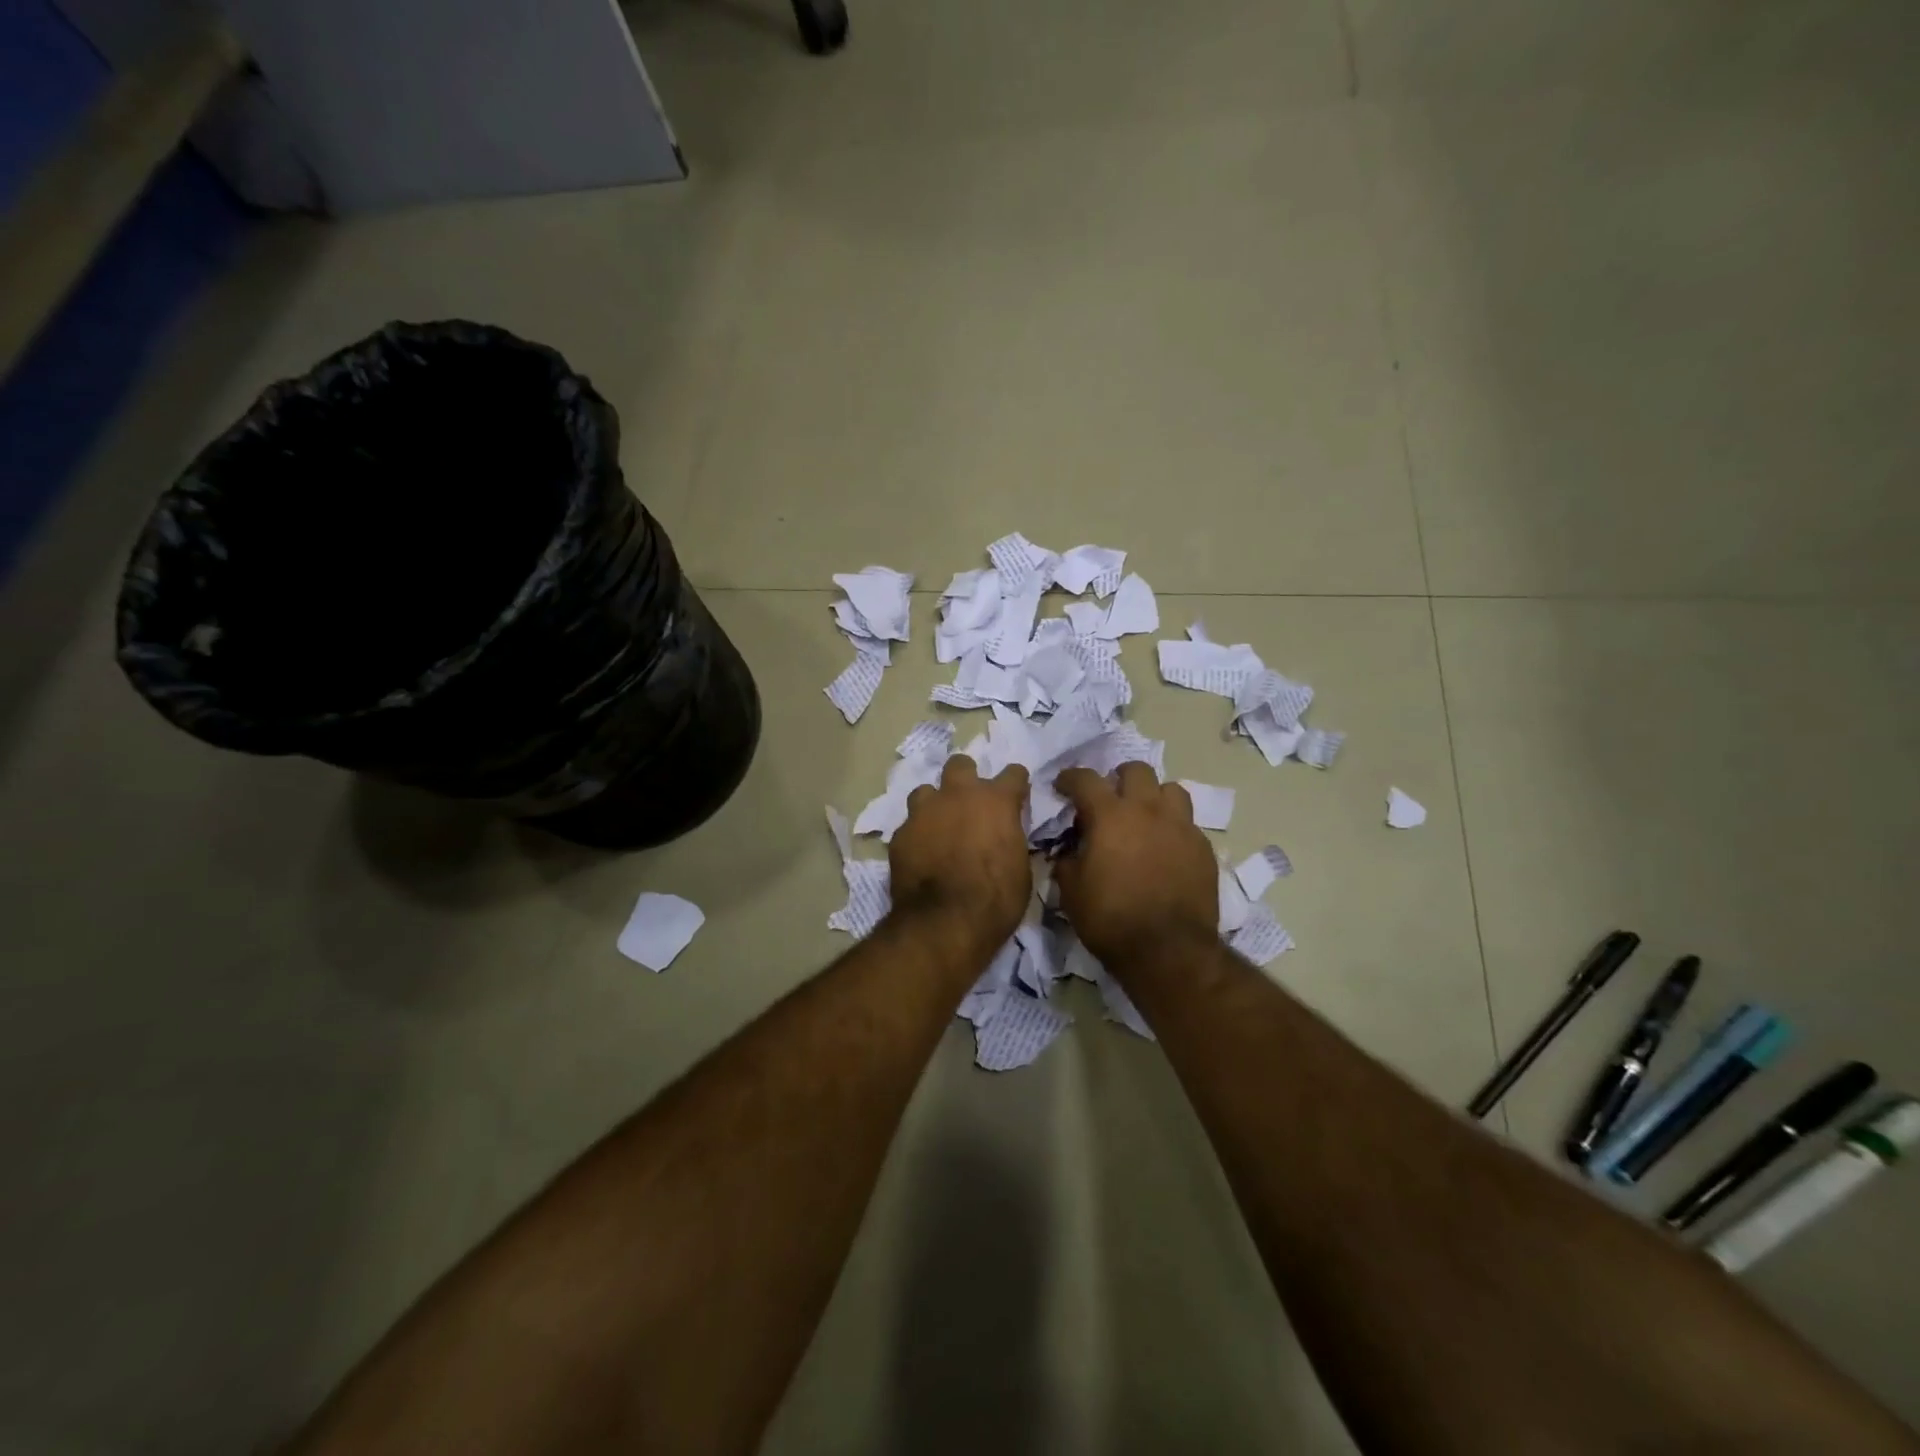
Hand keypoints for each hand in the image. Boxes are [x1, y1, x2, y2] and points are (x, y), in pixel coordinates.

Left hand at [887, 755, 1032, 963]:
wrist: (945, 923)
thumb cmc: (996, 899)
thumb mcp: (1020, 869)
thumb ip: (1011, 840)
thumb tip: (1005, 836)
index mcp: (996, 801)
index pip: (1013, 773)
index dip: (1016, 785)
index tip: (1016, 798)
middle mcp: (958, 795)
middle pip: (960, 765)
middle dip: (966, 779)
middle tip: (969, 804)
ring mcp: (924, 812)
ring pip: (926, 791)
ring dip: (934, 804)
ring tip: (938, 827)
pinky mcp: (900, 834)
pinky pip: (909, 825)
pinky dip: (917, 835)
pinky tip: (920, 854)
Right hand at [1053, 763, 1217, 968]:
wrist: (1169, 950)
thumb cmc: (1111, 919)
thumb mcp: (1071, 891)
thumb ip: (1067, 860)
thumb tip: (1070, 850)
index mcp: (1110, 815)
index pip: (1085, 779)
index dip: (1070, 778)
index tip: (1062, 785)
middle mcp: (1148, 810)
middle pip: (1136, 771)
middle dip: (1118, 778)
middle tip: (1109, 798)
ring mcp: (1181, 826)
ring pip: (1171, 789)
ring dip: (1153, 796)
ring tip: (1144, 816)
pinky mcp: (1203, 848)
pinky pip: (1187, 823)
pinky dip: (1172, 827)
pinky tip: (1165, 849)